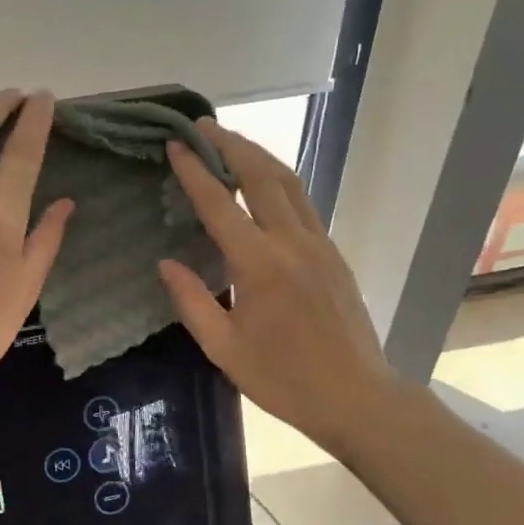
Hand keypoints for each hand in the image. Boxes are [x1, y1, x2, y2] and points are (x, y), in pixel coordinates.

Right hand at [158, 119, 399, 462]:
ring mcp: (319, 244)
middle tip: (202, 125)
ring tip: (230, 140)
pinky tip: (262, 183)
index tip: (175, 145)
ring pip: (288, 183)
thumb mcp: (223, 348)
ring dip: (258, 154)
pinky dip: (277, 180)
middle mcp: (292, 242)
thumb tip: (166, 263)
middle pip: (262, 176)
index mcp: (260, 265)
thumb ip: (192, 301)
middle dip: (230, 144)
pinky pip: (302, 202)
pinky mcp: (333, 253)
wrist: (357, 398)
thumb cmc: (283, 379)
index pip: (221, 204)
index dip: (195, 171)